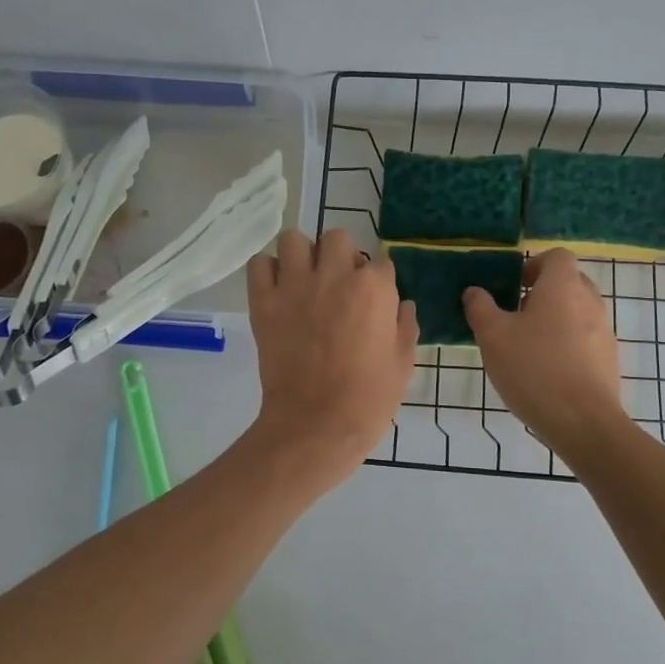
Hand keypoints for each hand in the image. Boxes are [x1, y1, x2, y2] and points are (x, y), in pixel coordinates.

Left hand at [246, 229, 417, 472]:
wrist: (316, 425)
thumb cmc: (368, 399)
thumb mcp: (403, 363)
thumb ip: (405, 326)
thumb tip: (402, 305)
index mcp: (374, 289)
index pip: (380, 263)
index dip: (377, 282)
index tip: (373, 301)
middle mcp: (334, 276)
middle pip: (337, 238)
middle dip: (341, 255)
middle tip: (338, 284)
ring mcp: (295, 286)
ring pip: (294, 240)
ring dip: (302, 255)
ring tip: (304, 279)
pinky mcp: (264, 302)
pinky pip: (259, 264)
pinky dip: (267, 271)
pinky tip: (277, 289)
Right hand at [464, 249, 625, 449]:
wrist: (584, 424)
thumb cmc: (534, 369)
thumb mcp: (493, 337)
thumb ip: (480, 307)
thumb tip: (475, 291)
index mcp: (563, 286)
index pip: (556, 256)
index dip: (533, 265)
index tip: (513, 287)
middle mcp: (590, 301)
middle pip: (568, 283)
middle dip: (542, 294)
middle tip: (514, 316)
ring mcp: (604, 332)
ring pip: (577, 313)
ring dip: (554, 321)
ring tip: (526, 348)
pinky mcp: (609, 361)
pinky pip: (585, 340)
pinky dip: (567, 346)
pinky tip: (546, 373)